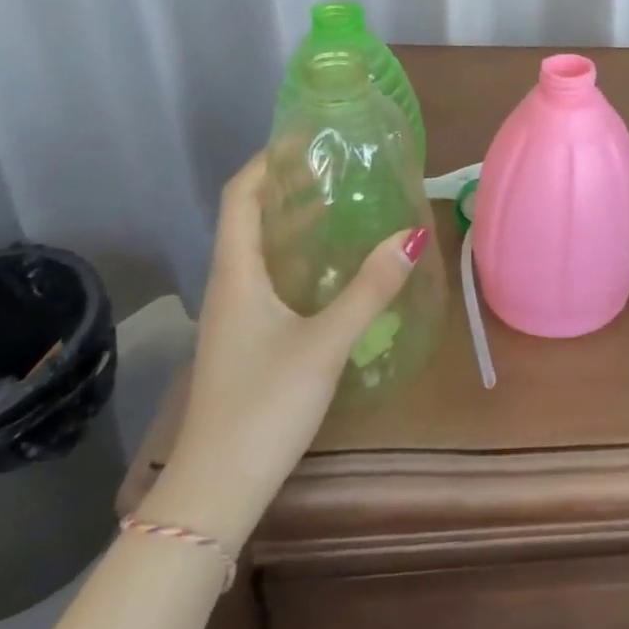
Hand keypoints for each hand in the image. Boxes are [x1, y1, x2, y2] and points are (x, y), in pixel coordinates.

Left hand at [143, 154, 423, 549]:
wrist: (215, 489)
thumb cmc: (264, 406)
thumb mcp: (325, 342)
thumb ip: (370, 288)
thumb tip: (412, 234)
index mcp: (237, 273)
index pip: (242, 196)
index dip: (268, 161)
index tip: (306, 139)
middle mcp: (231, 284)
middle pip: (251, 217)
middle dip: (289, 185)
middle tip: (339, 167)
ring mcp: (236, 314)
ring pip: (262, 249)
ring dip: (295, 221)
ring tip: (344, 204)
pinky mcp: (248, 338)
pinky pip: (271, 277)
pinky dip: (299, 256)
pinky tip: (334, 267)